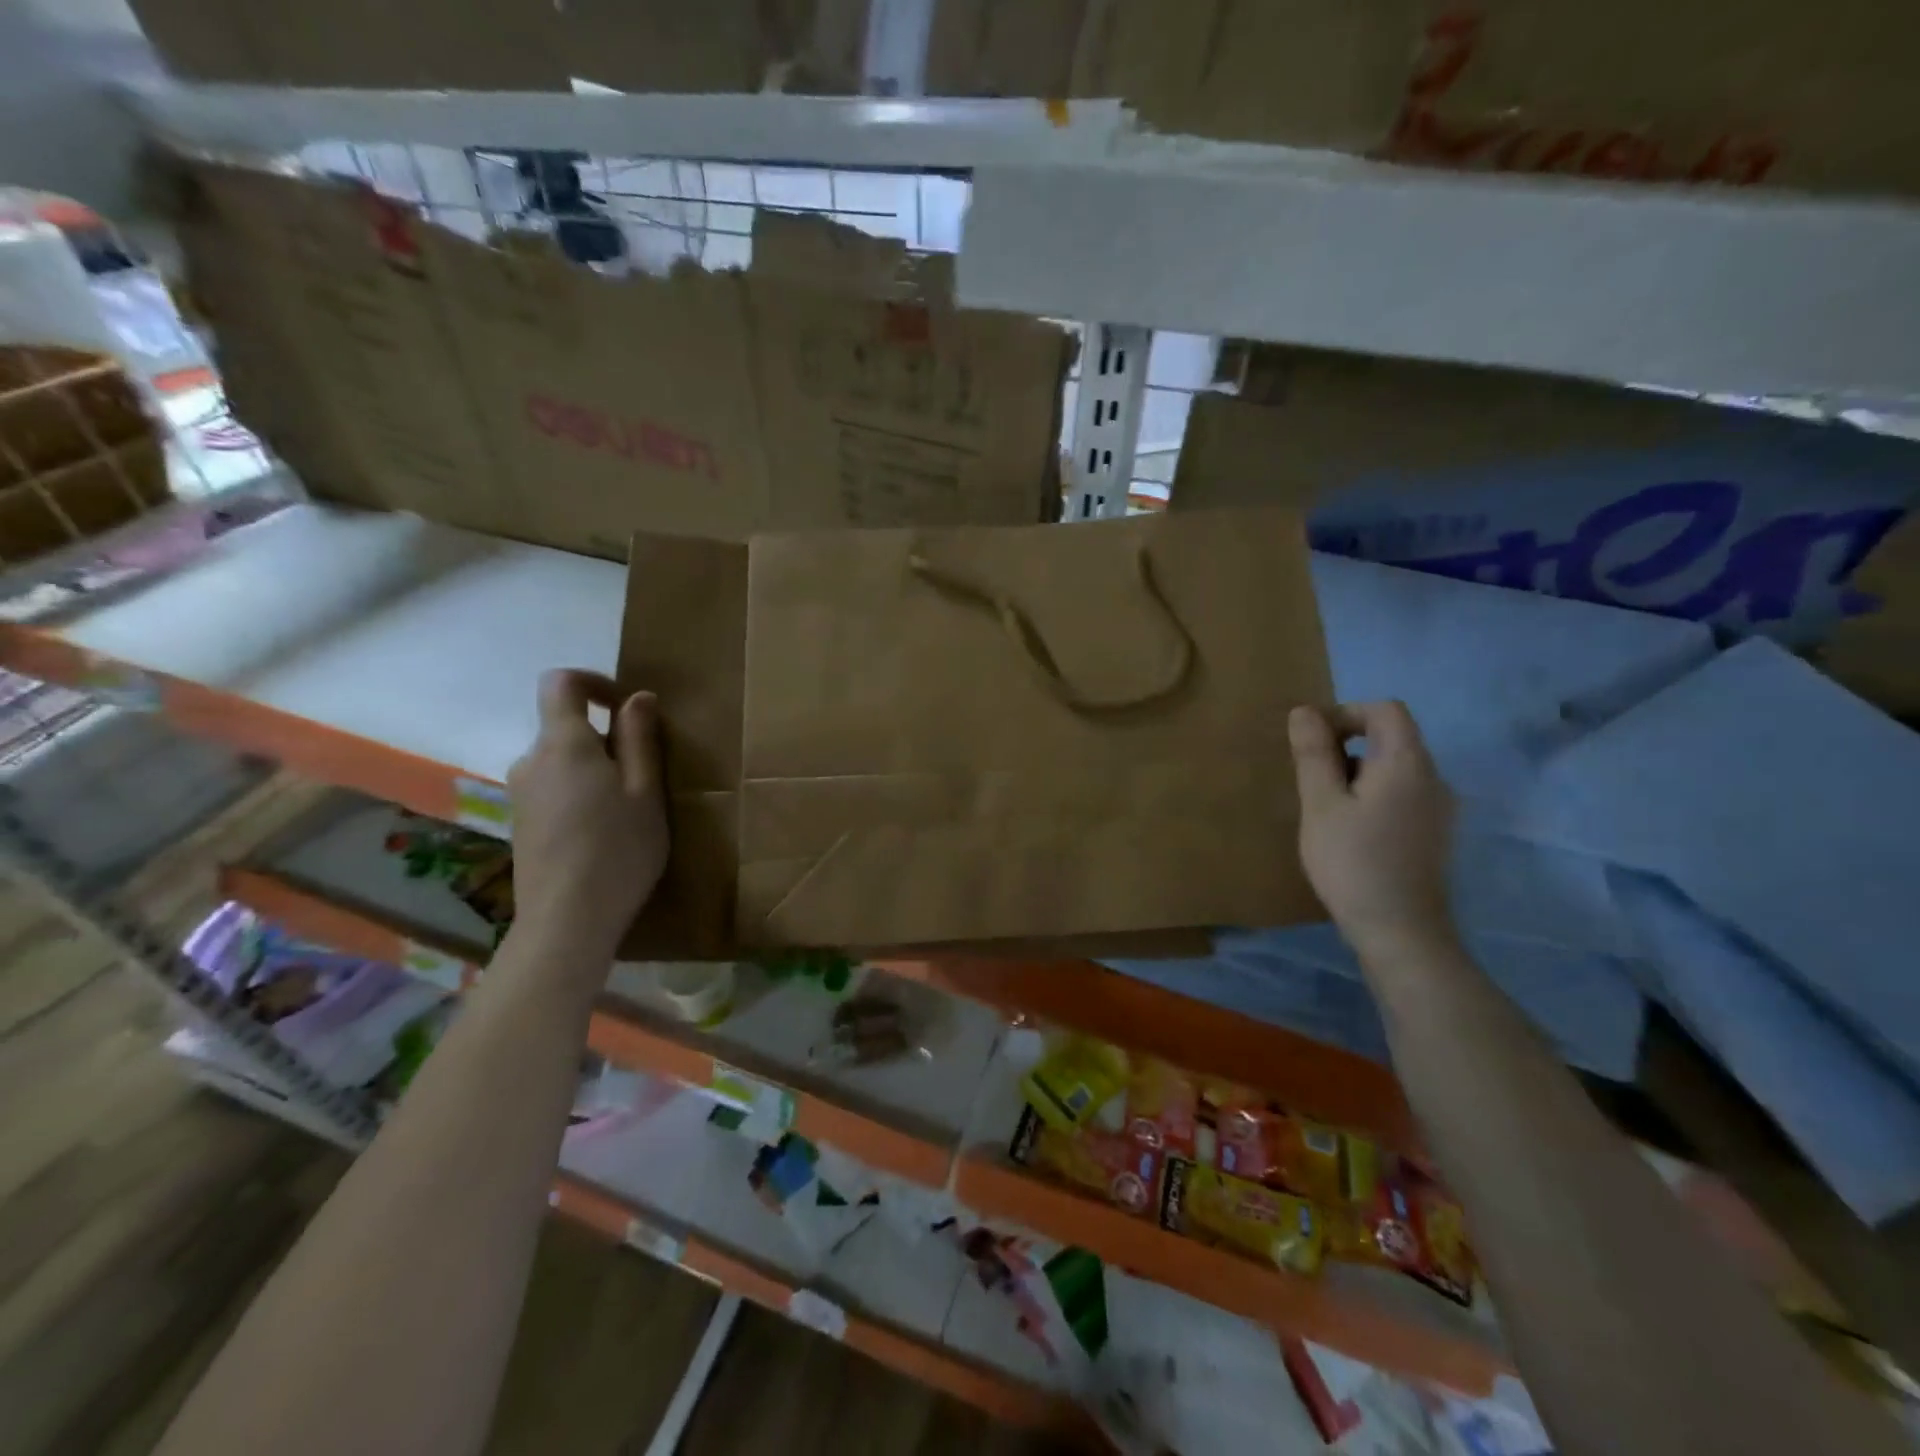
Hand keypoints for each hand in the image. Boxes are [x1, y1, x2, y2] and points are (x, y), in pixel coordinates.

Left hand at [507, 670, 668, 958]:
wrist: (566, 921)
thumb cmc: (618, 849)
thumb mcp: (645, 790)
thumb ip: (639, 738)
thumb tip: (637, 697)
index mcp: (563, 744)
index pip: (560, 683)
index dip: (594, 681)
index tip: (627, 707)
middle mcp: (531, 761)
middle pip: (565, 728)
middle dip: (605, 738)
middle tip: (645, 775)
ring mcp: (520, 795)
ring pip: (561, 763)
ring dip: (593, 770)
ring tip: (628, 810)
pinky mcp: (519, 825)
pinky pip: (553, 790)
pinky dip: (579, 795)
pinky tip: (602, 834)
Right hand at [1289, 701, 1455, 956]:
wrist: (1401, 932)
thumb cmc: (1353, 862)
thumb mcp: (1321, 804)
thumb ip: (1313, 754)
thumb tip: (1304, 711)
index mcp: (1407, 763)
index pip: (1385, 710)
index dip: (1345, 713)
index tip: (1312, 742)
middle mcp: (1434, 778)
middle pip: (1392, 737)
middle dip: (1346, 746)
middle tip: (1309, 778)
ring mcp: (1439, 809)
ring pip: (1394, 769)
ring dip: (1356, 773)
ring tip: (1324, 808)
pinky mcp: (1434, 834)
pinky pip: (1401, 795)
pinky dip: (1372, 796)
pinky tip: (1349, 831)